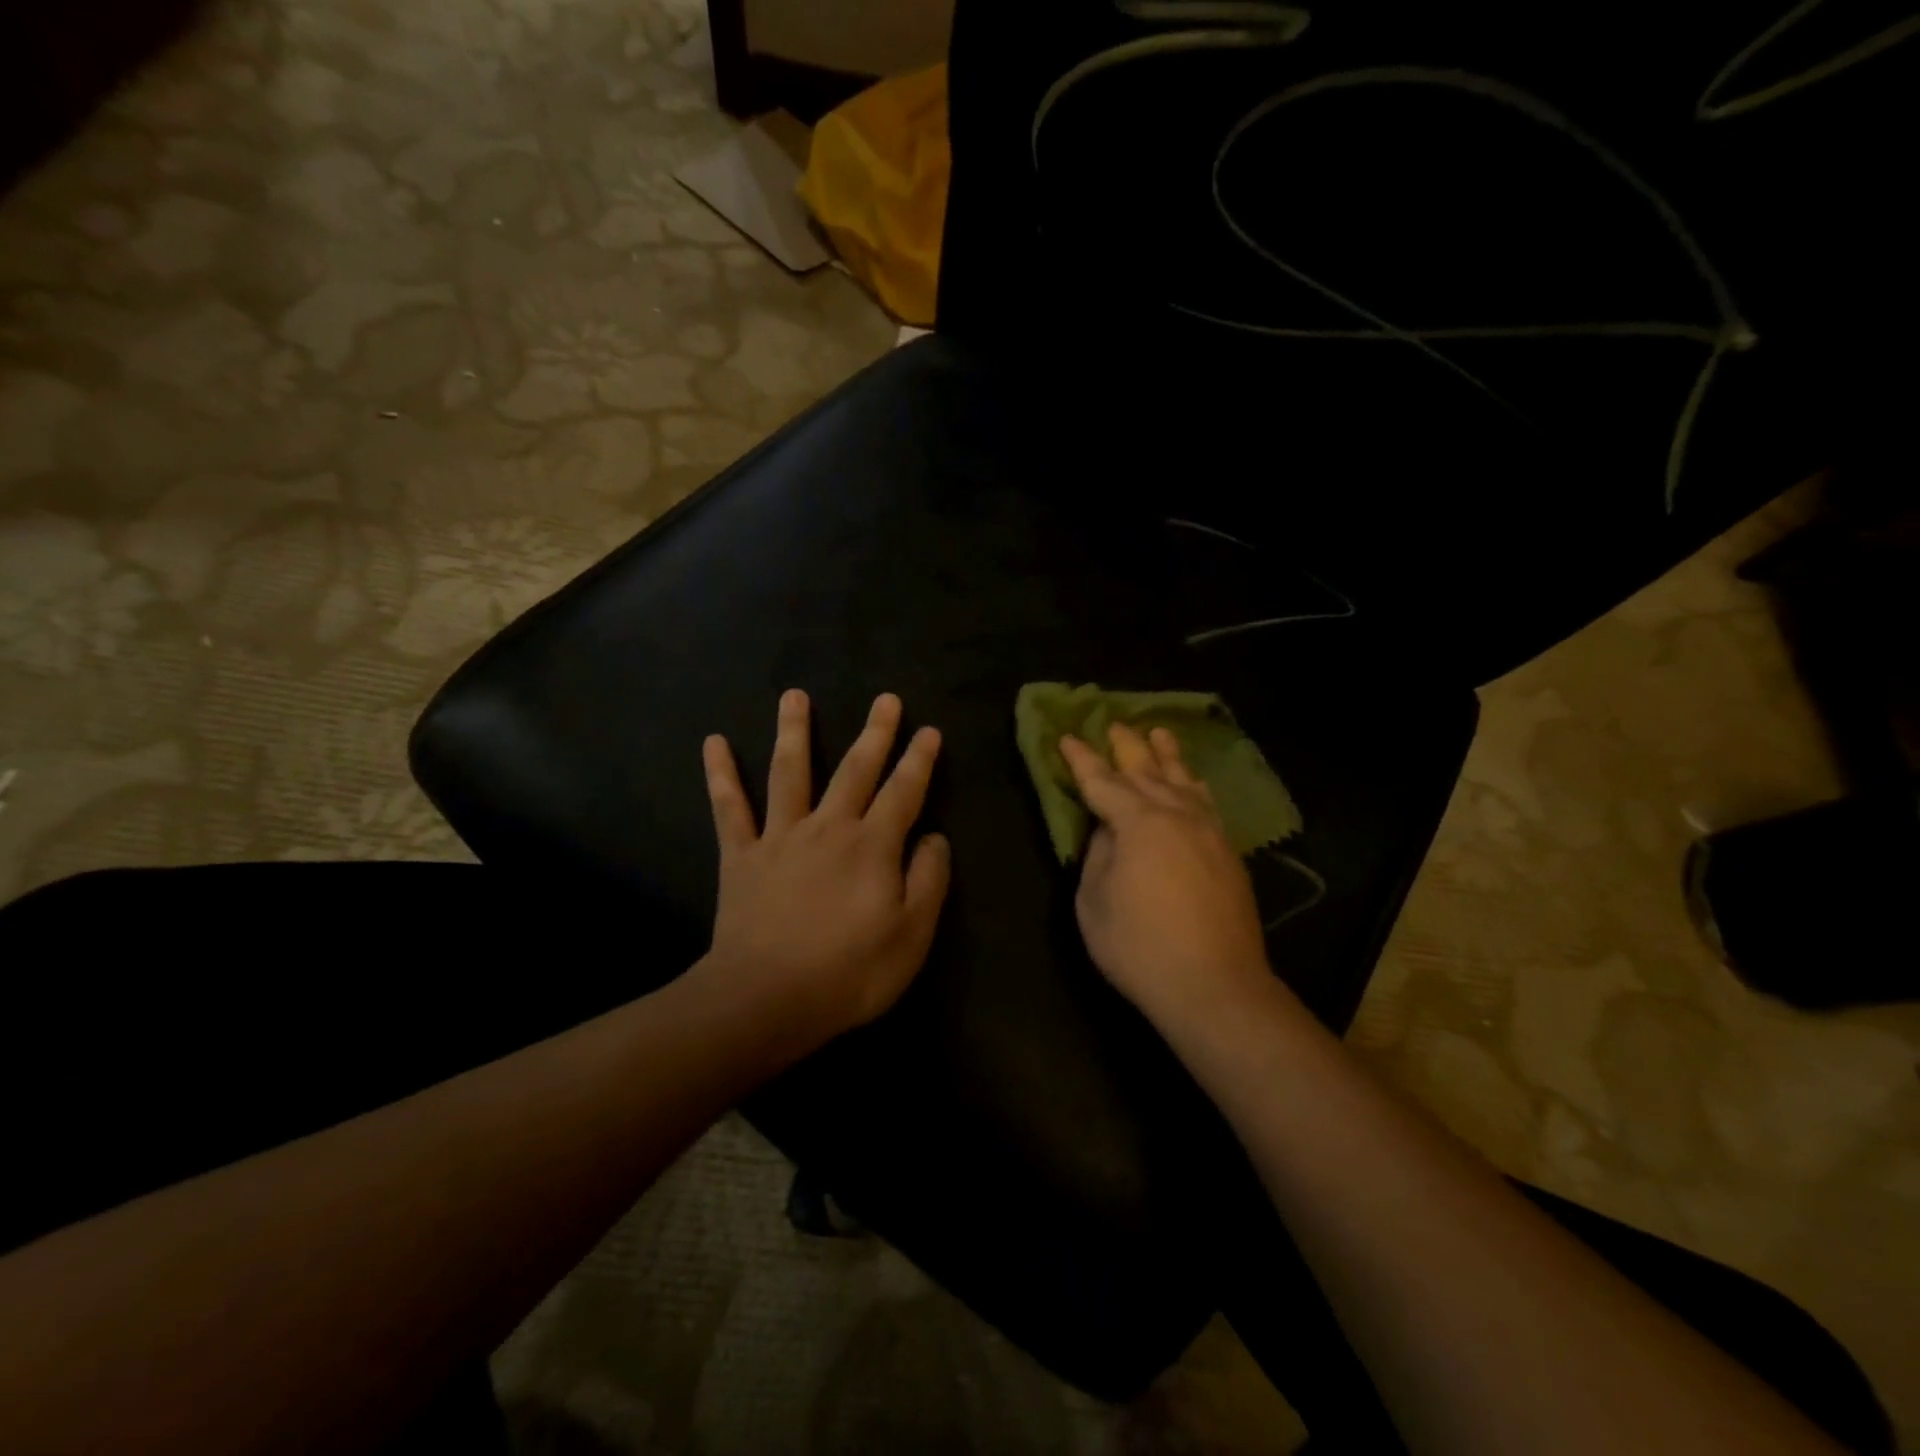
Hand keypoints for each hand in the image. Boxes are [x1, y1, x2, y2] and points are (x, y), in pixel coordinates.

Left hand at [700, 689, 950, 1046]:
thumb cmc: (849, 973)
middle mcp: (828, 828)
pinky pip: (729, 809)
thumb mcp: (912, 936)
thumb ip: (928, 881)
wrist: (766, 1000)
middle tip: (885, 699)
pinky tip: (714, 742)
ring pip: (790, 772)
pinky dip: (721, 775)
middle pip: (855, 770)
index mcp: (872, 846)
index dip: (920, 760)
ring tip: (794, 694)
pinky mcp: (742, 856)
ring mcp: (781, 837)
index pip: (904, 792)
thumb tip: (934, 837)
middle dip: (874, 733)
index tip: (929, 731)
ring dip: (794, 731)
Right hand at [1060, 724, 1273, 1033]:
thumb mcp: (1093, 902)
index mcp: (1138, 823)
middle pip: (1147, 771)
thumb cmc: (1139, 946)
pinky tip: (1192, 782)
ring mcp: (1209, 832)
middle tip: (1113, 724)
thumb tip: (1107, 829)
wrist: (1214, 986)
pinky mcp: (1229, 853)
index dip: (1082, 760)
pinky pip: (1207, 803)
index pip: (1103, 782)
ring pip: (1184, 781)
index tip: (1067, 738)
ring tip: (1158, 733)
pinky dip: (1194, 785)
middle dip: (1127, 746)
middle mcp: (1177, 815)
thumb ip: (1097, 855)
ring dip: (1167, 756)